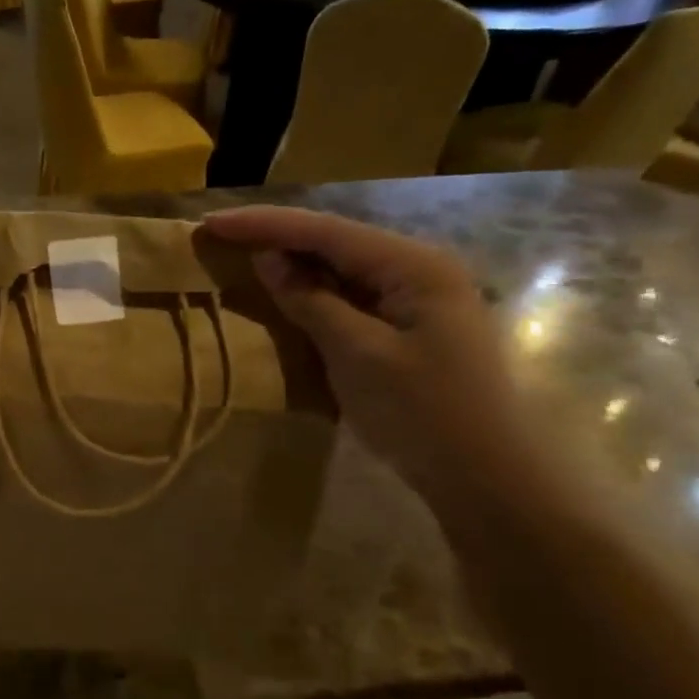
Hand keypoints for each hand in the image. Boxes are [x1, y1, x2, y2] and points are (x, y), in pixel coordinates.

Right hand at [203, 206, 543, 505]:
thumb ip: (311, 301)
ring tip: (244, 256)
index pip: (326, 231)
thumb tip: (268, 259)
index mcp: (414, 265)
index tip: (212, 222)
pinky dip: (317, 293)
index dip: (265, 224)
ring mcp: (421, 297)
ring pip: (345, 267)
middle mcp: (421, 268)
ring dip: (295, 262)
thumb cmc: (422, 413)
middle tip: (222, 235)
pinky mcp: (414, 326)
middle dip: (277, 236)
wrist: (485, 476)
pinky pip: (355, 296)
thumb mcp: (357, 355)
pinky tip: (289, 294)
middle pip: (337, 241)